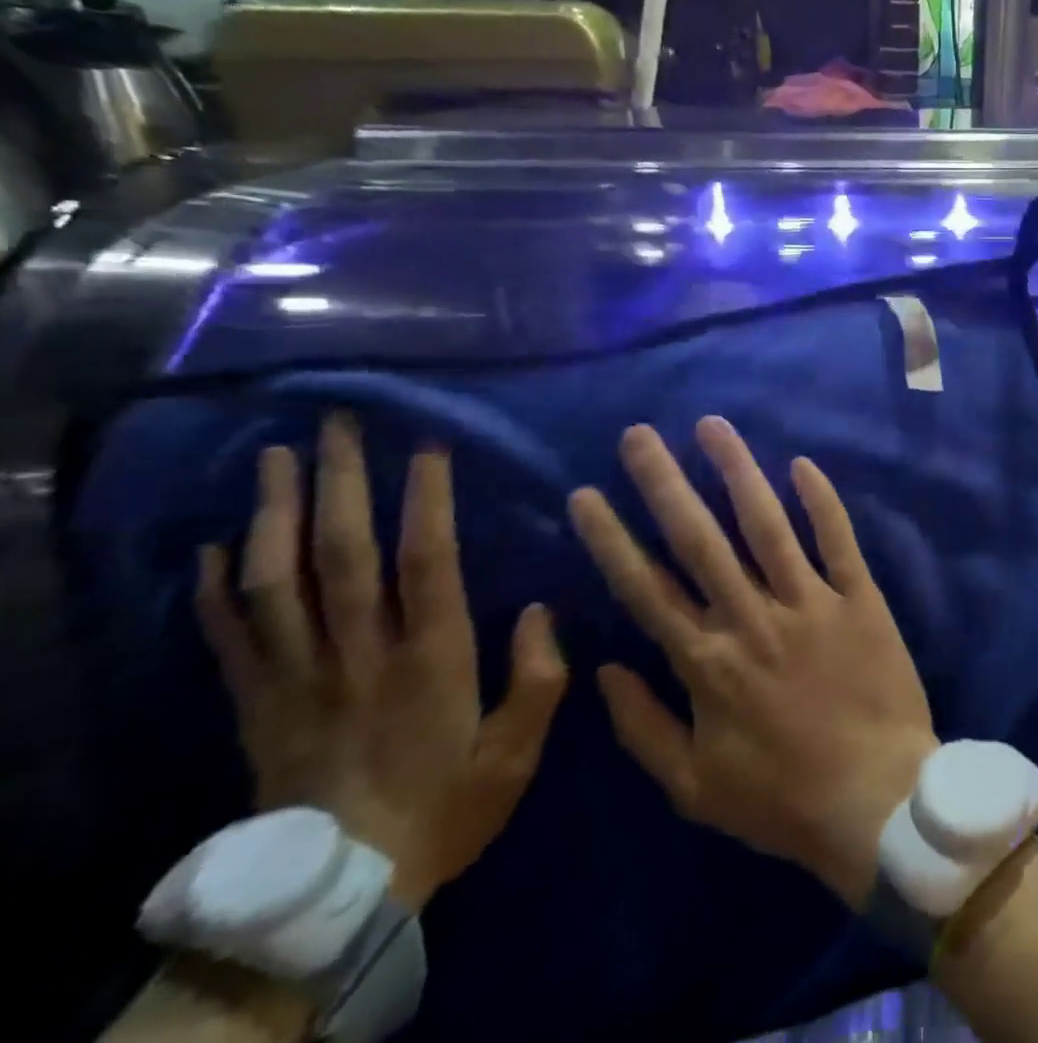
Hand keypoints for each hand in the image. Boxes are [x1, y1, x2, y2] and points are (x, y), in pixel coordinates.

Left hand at [195, 414, 568, 910]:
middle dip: (340, 481)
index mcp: (430, 657)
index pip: (428, 560)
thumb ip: (540, 676)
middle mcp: (359, 653)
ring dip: (272, 514)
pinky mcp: (256, 703)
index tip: (427, 444)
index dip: (427, 497)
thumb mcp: (517, 751)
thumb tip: (542, 607)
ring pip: (276, 581)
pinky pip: (227, 636)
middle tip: (337, 423)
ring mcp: (297, 676)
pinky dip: (216, 587)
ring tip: (275, 458)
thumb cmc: (445, 806)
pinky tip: (216, 544)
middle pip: (343, 553)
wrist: (336, 893)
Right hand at [568, 417, 936, 906]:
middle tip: (639, 434)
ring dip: (737, 470)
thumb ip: (643, 727)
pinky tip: (801, 463)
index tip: (585, 494)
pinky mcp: (859, 596)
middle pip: (699, 538)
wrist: (877, 801)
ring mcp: (809, 601)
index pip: (646, 587)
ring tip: (712, 425)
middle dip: (664, 482)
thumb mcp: (693, 787)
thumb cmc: (782, 799)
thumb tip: (603, 670)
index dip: (612, 539)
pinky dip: (821, 500)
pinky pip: (837, 538)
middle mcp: (752, 617)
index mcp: (706, 661)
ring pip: (766, 523)